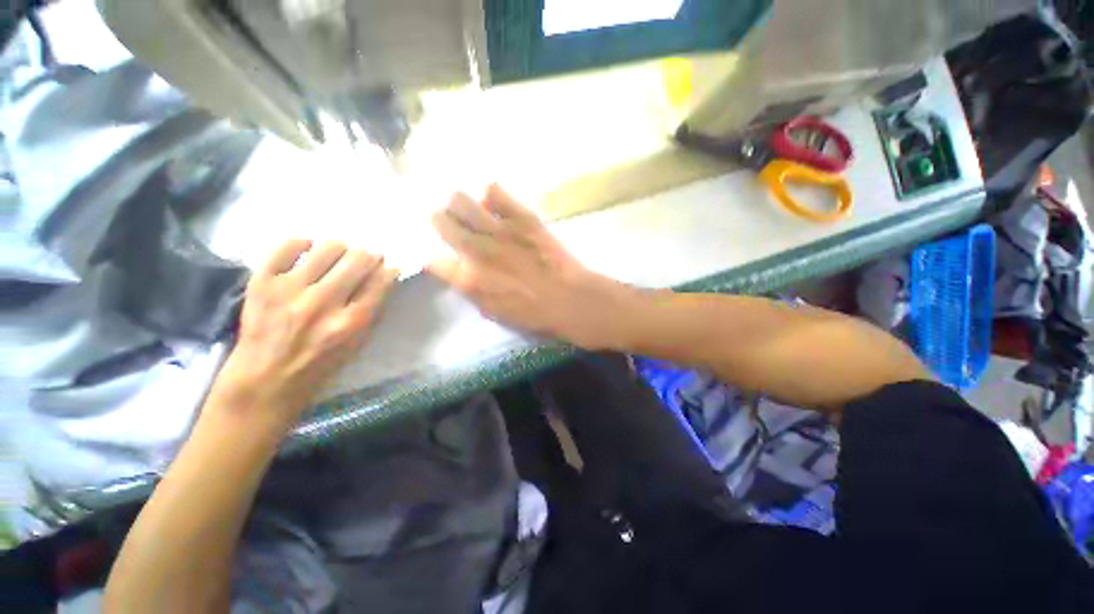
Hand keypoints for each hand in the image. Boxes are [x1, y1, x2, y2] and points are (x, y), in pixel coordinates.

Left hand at [208, 240, 398, 427]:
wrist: (266, 377)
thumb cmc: (321, 363)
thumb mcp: (359, 342)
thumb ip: (374, 309)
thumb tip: (384, 277)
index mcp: (352, 322)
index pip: (381, 280)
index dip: (389, 268)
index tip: (388, 266)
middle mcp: (323, 303)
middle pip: (358, 259)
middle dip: (369, 255)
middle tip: (366, 259)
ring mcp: (290, 290)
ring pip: (328, 247)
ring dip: (341, 248)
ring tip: (338, 255)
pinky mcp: (262, 282)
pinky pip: (287, 246)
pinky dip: (303, 243)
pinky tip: (309, 251)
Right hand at [428, 185, 631, 349]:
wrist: (571, 299)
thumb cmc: (534, 314)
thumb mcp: (494, 312)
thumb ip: (470, 290)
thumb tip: (455, 270)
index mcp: (469, 278)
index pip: (433, 259)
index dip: (436, 257)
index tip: (443, 256)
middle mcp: (476, 249)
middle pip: (440, 221)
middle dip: (440, 222)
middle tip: (449, 224)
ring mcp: (499, 229)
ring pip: (460, 200)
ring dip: (459, 204)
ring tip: (471, 211)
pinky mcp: (522, 217)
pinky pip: (495, 192)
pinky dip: (491, 195)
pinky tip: (495, 204)